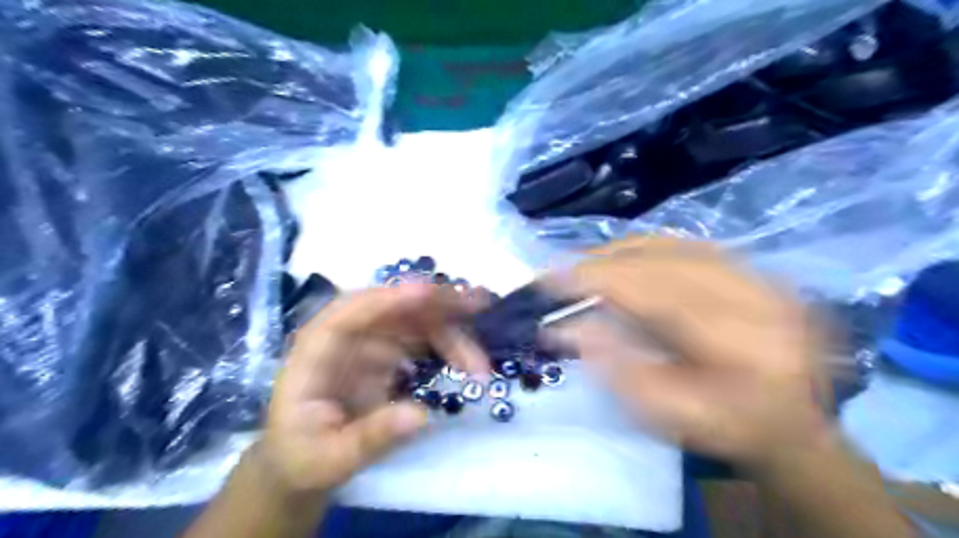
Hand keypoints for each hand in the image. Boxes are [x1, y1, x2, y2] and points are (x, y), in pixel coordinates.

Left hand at [254, 283, 486, 496]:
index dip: (391, 298)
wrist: (301, 457)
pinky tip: (469, 361)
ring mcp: (371, 340)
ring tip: (481, 362)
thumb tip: (421, 416)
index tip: (428, 293)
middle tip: (478, 309)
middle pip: (395, 307)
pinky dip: (450, 345)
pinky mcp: (389, 352)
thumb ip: (370, 438)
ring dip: (452, 330)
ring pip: (417, 320)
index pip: (352, 311)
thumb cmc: (302, 455)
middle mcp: (348, 334)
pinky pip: (425, 338)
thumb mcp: (329, 458)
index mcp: (318, 349)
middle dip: (436, 304)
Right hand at [550, 237, 836, 467]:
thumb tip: (568, 325)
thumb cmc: (729, 429)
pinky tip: (625, 259)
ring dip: (621, 251)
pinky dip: (648, 247)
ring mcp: (761, 274)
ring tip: (585, 264)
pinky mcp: (758, 268)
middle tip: (560, 271)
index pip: (653, 290)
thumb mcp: (668, 416)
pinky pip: (690, 243)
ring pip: (674, 243)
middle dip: (602, 261)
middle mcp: (755, 294)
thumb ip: (618, 370)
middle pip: (662, 257)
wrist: (799, 425)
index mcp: (740, 342)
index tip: (549, 278)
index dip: (596, 277)